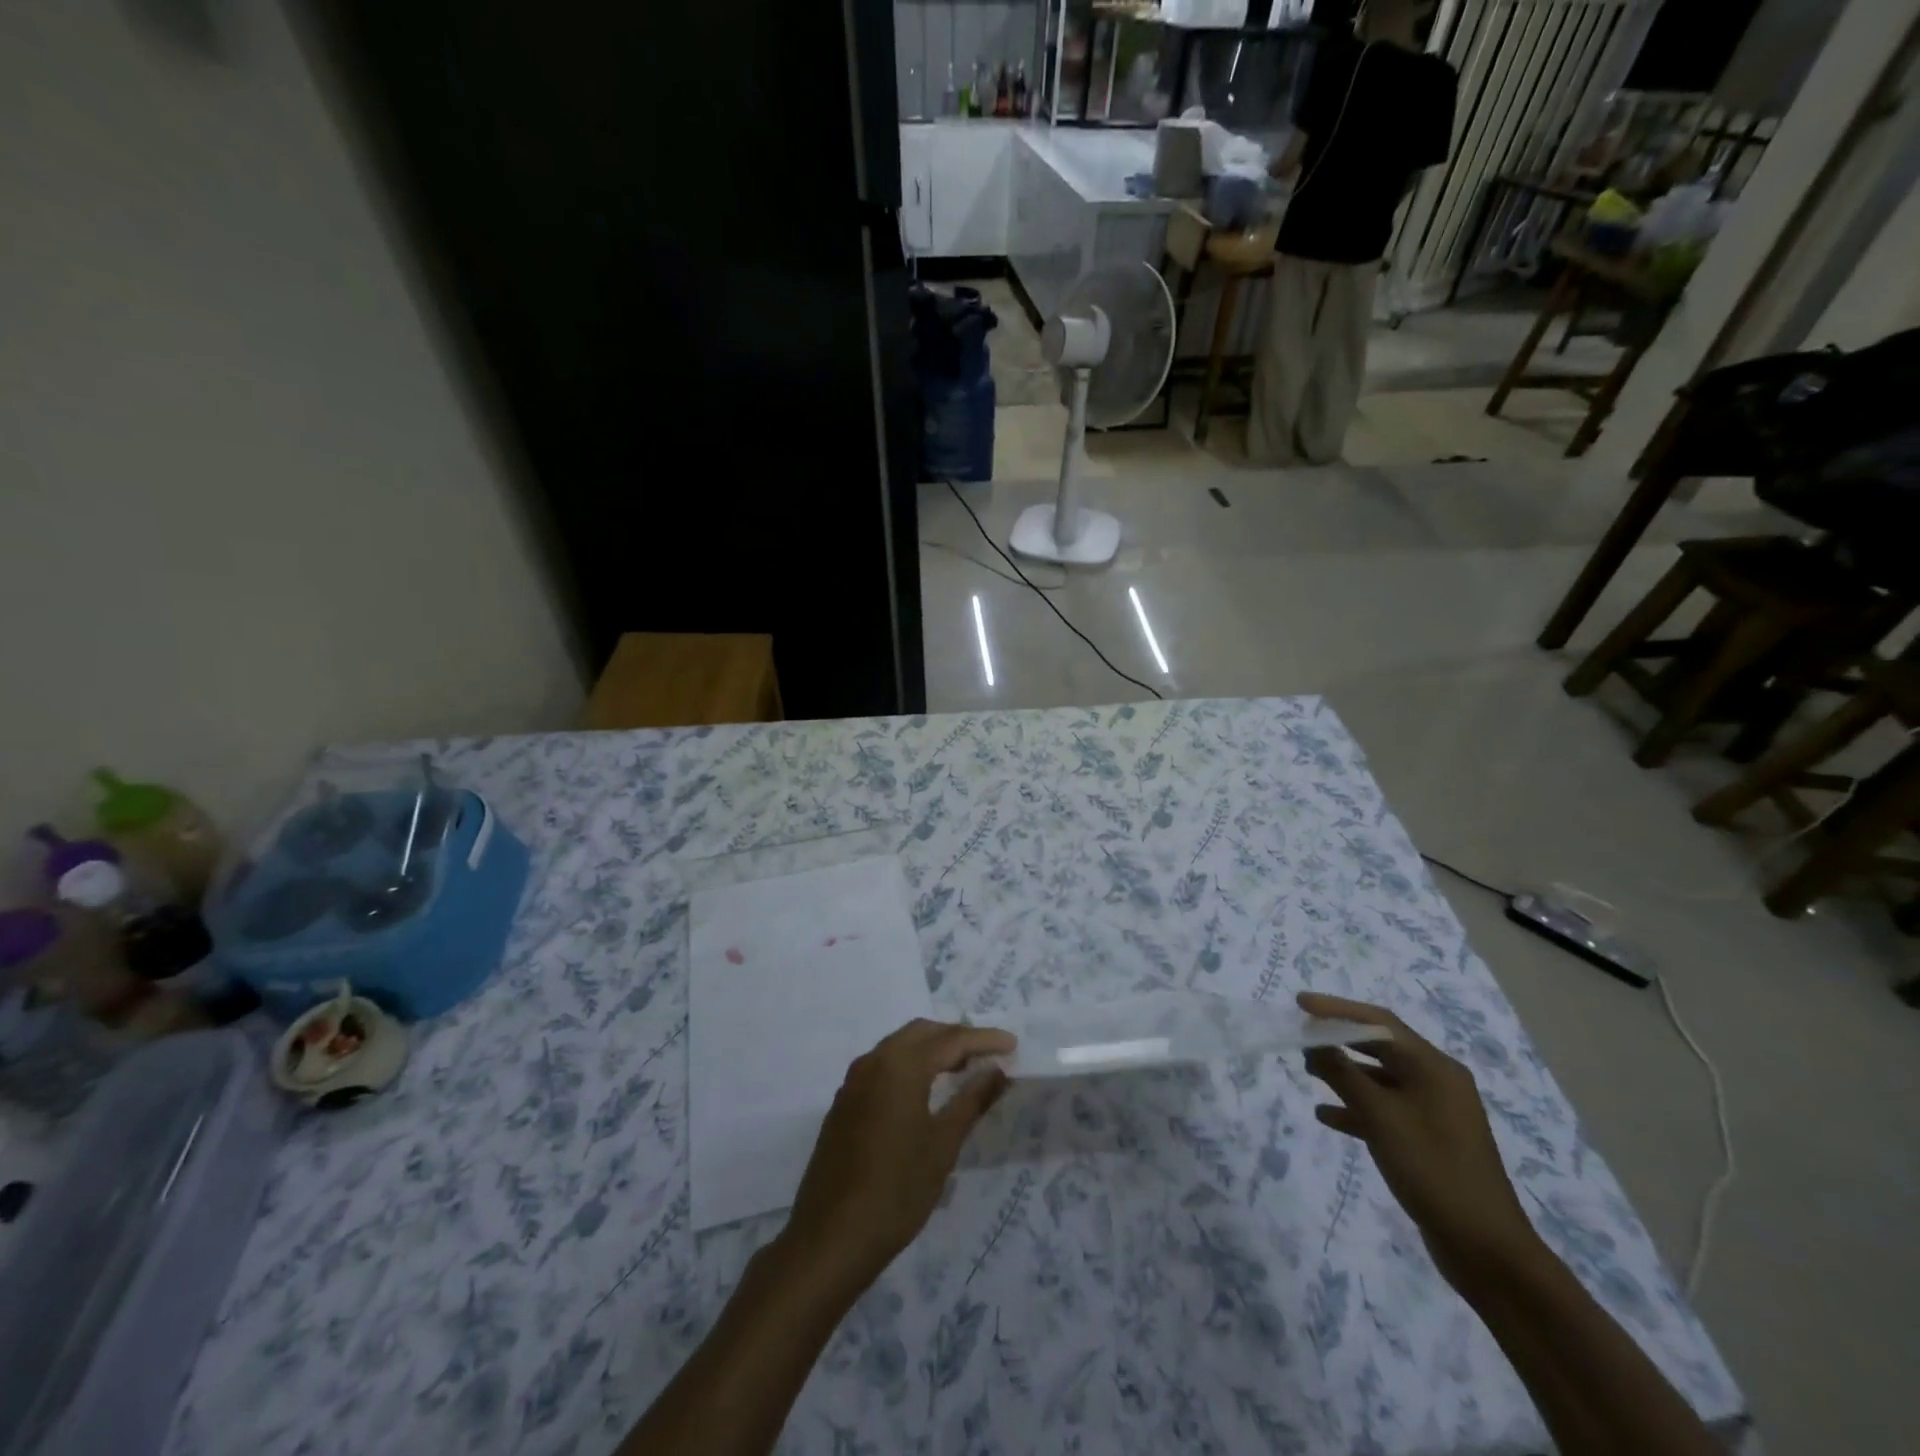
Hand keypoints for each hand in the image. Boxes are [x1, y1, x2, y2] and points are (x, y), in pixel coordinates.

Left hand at [781, 1019, 1014, 1290]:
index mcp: (901, 1066)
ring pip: (899, 1046)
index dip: (984, 1039)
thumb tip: (997, 1071)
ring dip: (931, 1049)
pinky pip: (883, 1065)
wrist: (831, 1237)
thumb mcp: (943, 1146)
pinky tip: (924, 1091)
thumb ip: (972, 1101)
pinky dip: (909, 1065)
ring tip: (961, 1069)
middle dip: (956, 1037)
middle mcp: (874, 1061)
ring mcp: (854, 1081)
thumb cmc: (896, 1191)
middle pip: (922, 1032)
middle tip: (987, 1054)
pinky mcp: (844, 1102)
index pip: (951, 1040)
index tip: (1012, 1045)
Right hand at [1298, 992, 1539, 1290]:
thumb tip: (1315, 1041)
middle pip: (1381, 1046)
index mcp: (1434, 1067)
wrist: (1485, 1248)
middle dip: (1340, 1039)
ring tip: (1308, 1071)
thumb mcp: (1379, 1116)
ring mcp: (1436, 1112)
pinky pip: (1387, 1110)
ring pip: (1381, 1079)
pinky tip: (1327, 1116)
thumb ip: (1342, 1073)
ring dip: (1345, 1073)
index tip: (1301, 1003)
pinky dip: (1357, 1108)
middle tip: (1302, 1035)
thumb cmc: (1431, 1168)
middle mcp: (1438, 1082)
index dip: (1337, 1009)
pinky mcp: (1430, 1140)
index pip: (1380, 1022)